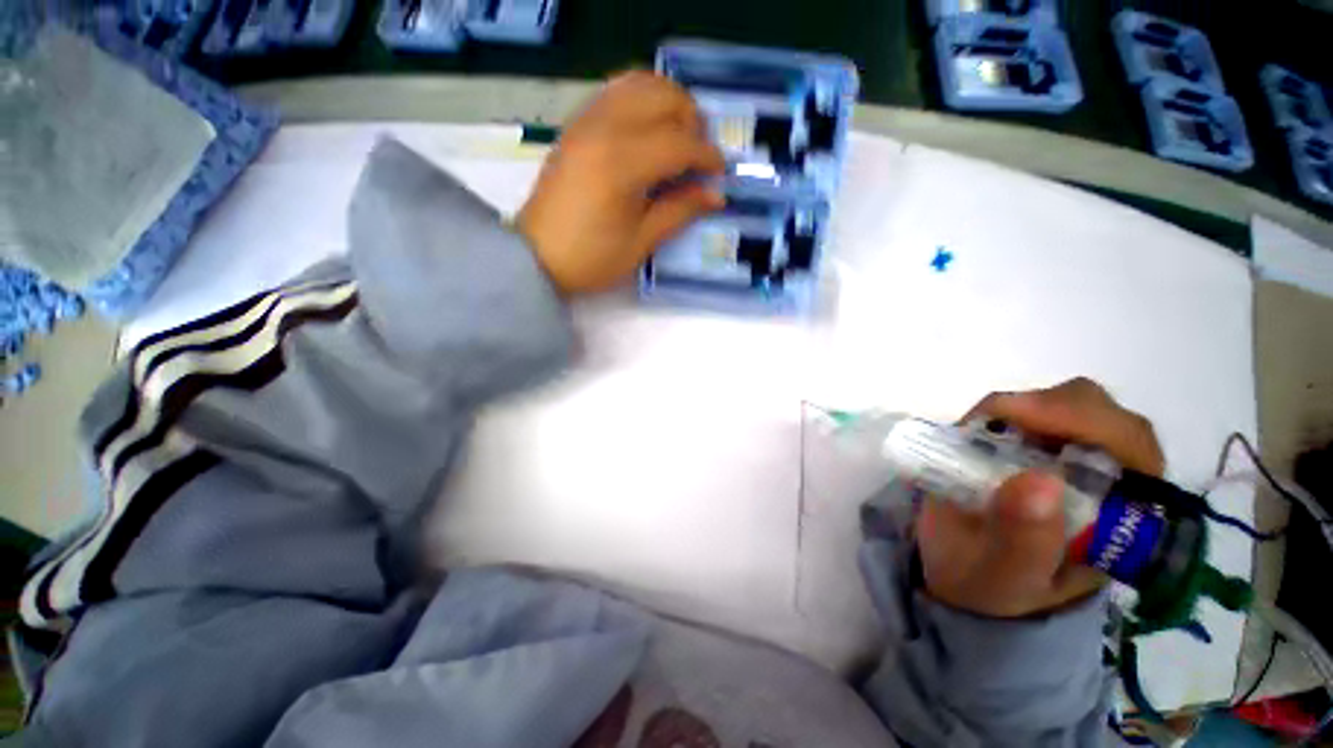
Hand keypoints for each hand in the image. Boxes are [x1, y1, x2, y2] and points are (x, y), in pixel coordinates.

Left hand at [516, 72, 725, 295]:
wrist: (536, 256)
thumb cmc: (591, 258)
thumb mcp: (641, 242)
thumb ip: (679, 211)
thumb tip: (716, 195)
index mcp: (623, 164)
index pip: (679, 143)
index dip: (707, 157)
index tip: (720, 175)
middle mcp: (605, 128)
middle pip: (664, 97)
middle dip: (692, 122)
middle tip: (700, 156)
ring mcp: (586, 121)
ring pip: (639, 83)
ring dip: (669, 103)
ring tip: (679, 137)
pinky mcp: (576, 125)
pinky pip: (615, 92)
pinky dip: (642, 100)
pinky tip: (649, 129)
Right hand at [919, 378, 1164, 617]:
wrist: (967, 578)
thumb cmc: (993, 586)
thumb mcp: (1006, 576)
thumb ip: (1024, 541)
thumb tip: (1040, 482)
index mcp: (1124, 520)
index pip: (1135, 454)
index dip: (1090, 424)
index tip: (1019, 417)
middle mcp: (1110, 482)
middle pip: (1108, 417)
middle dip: (1053, 408)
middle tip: (993, 418)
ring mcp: (1073, 458)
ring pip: (1073, 403)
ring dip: (1023, 407)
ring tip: (979, 431)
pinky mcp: (1036, 446)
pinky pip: (1030, 410)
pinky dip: (1001, 411)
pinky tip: (978, 432)